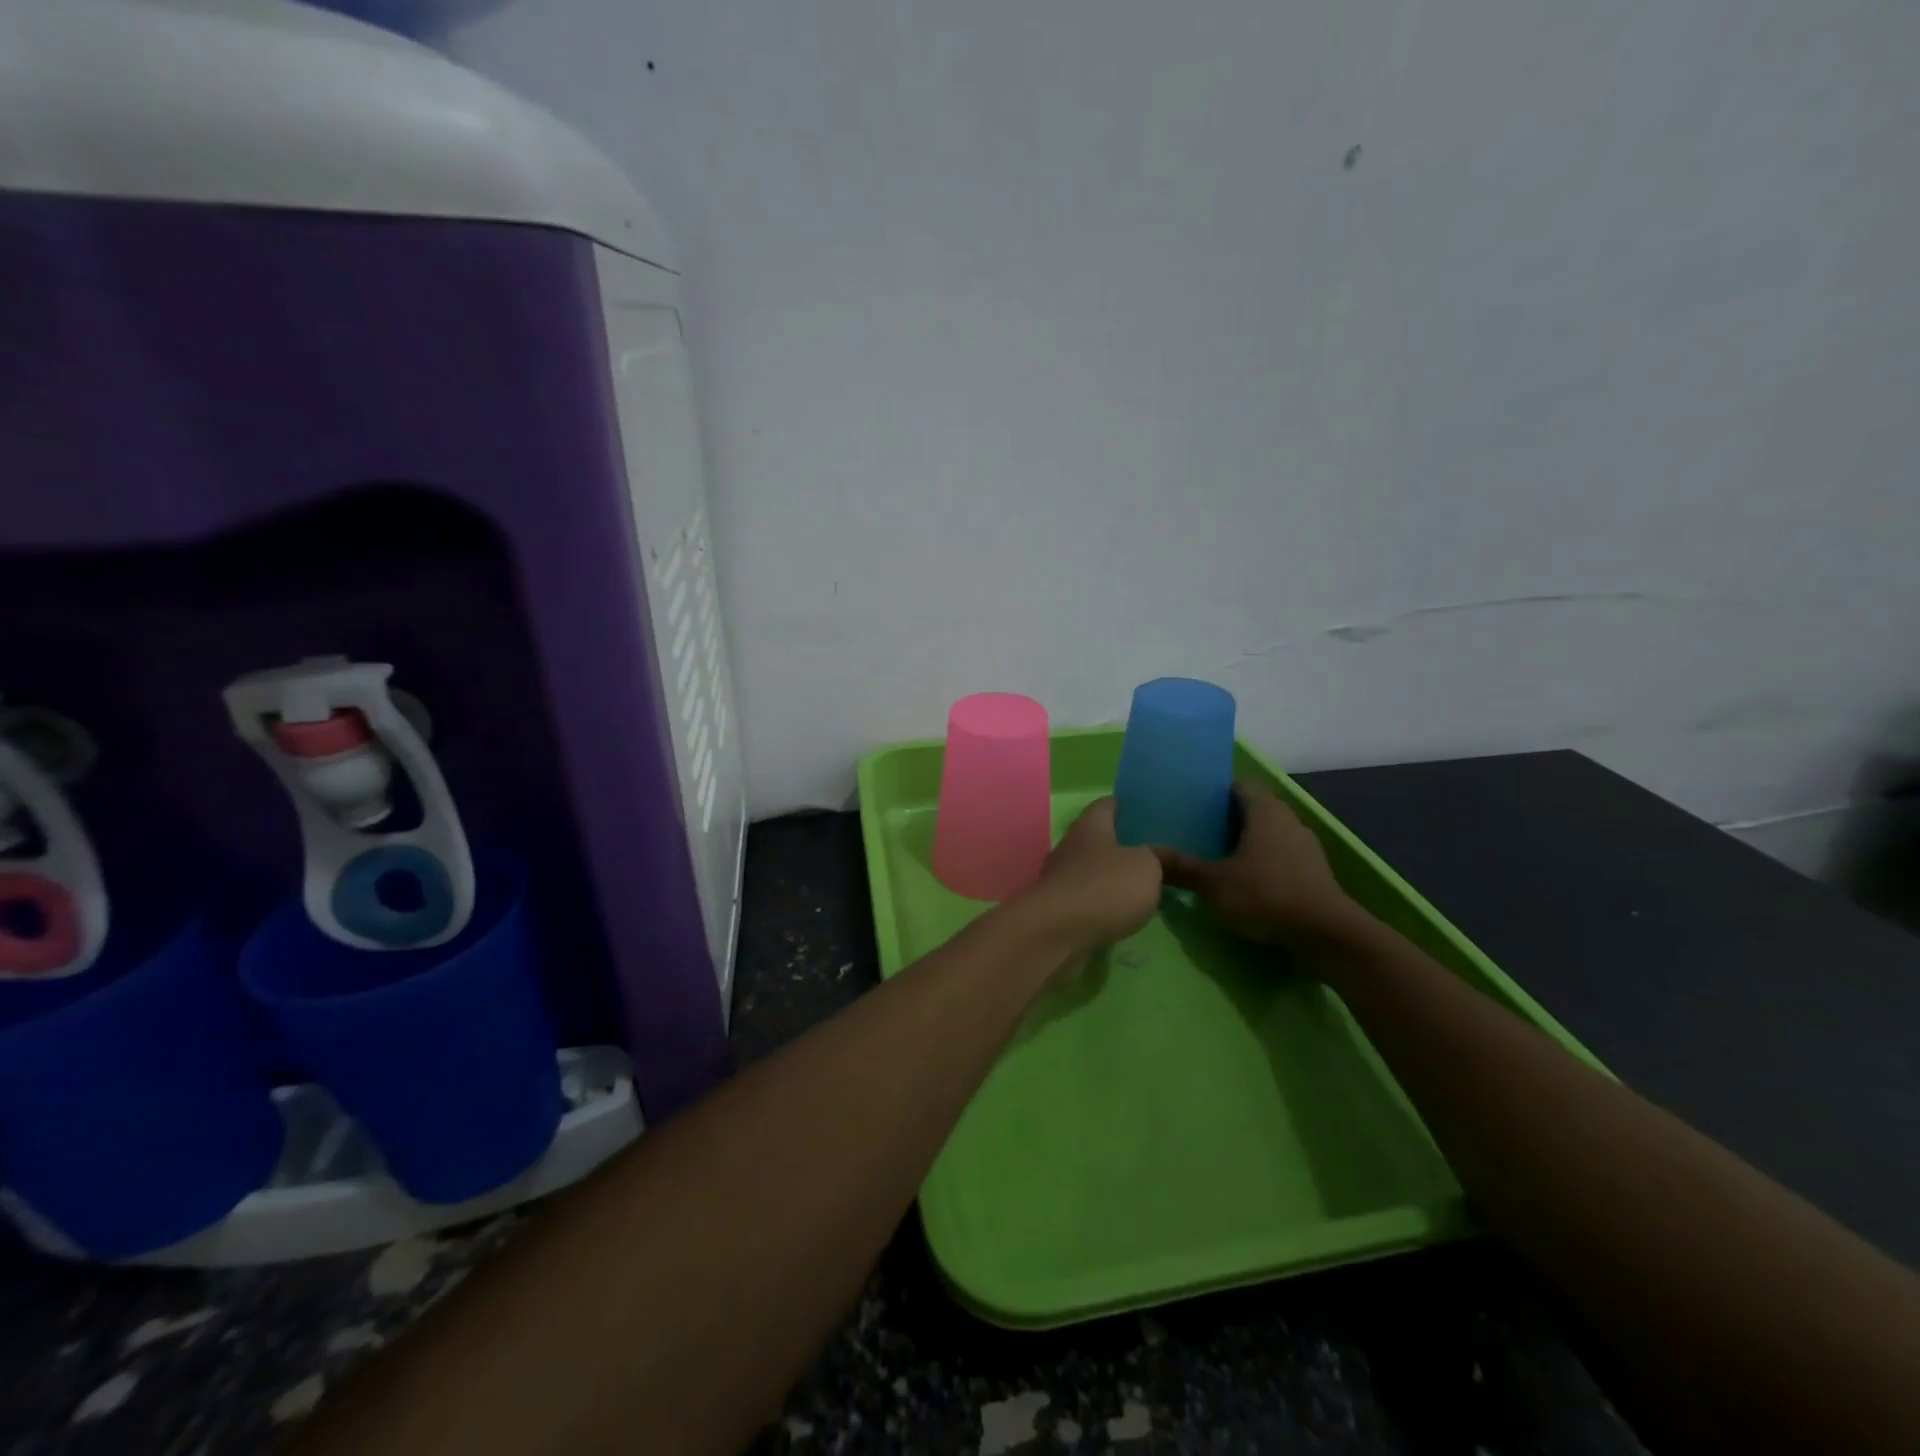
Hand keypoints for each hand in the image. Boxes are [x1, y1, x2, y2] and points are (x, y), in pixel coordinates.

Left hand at [1012, 797, 1162, 960]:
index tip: (1145, 810)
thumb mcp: (1147, 867)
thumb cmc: (1104, 887)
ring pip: (1092, 871)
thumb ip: (1160, 859)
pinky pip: (1087, 899)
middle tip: (1154, 853)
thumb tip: (1163, 857)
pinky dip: (1104, 903)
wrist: (1056, 934)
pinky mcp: (1059, 909)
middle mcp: (1071, 847)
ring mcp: (1061, 879)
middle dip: (1122, 845)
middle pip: (1098, 839)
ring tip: (1143, 886)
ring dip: (1113, 877)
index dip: (1126, 805)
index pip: (1106, 805)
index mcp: (1090, 826)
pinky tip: (1123, 913)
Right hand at [1154, 779, 1365, 946]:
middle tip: (1193, 832)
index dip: (1214, 791)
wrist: (1326, 936)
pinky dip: (1261, 863)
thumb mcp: (1213, 883)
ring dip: (1244, 842)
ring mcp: (1305, 847)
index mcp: (1265, 811)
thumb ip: (1181, 868)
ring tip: (1213, 857)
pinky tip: (1242, 882)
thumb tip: (1148, 855)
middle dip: (1225, 819)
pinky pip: (1280, 857)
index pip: (1238, 785)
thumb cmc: (1266, 895)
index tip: (1190, 804)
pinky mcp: (1313, 873)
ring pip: (1267, 834)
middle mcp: (1288, 820)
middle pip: (1252, 809)